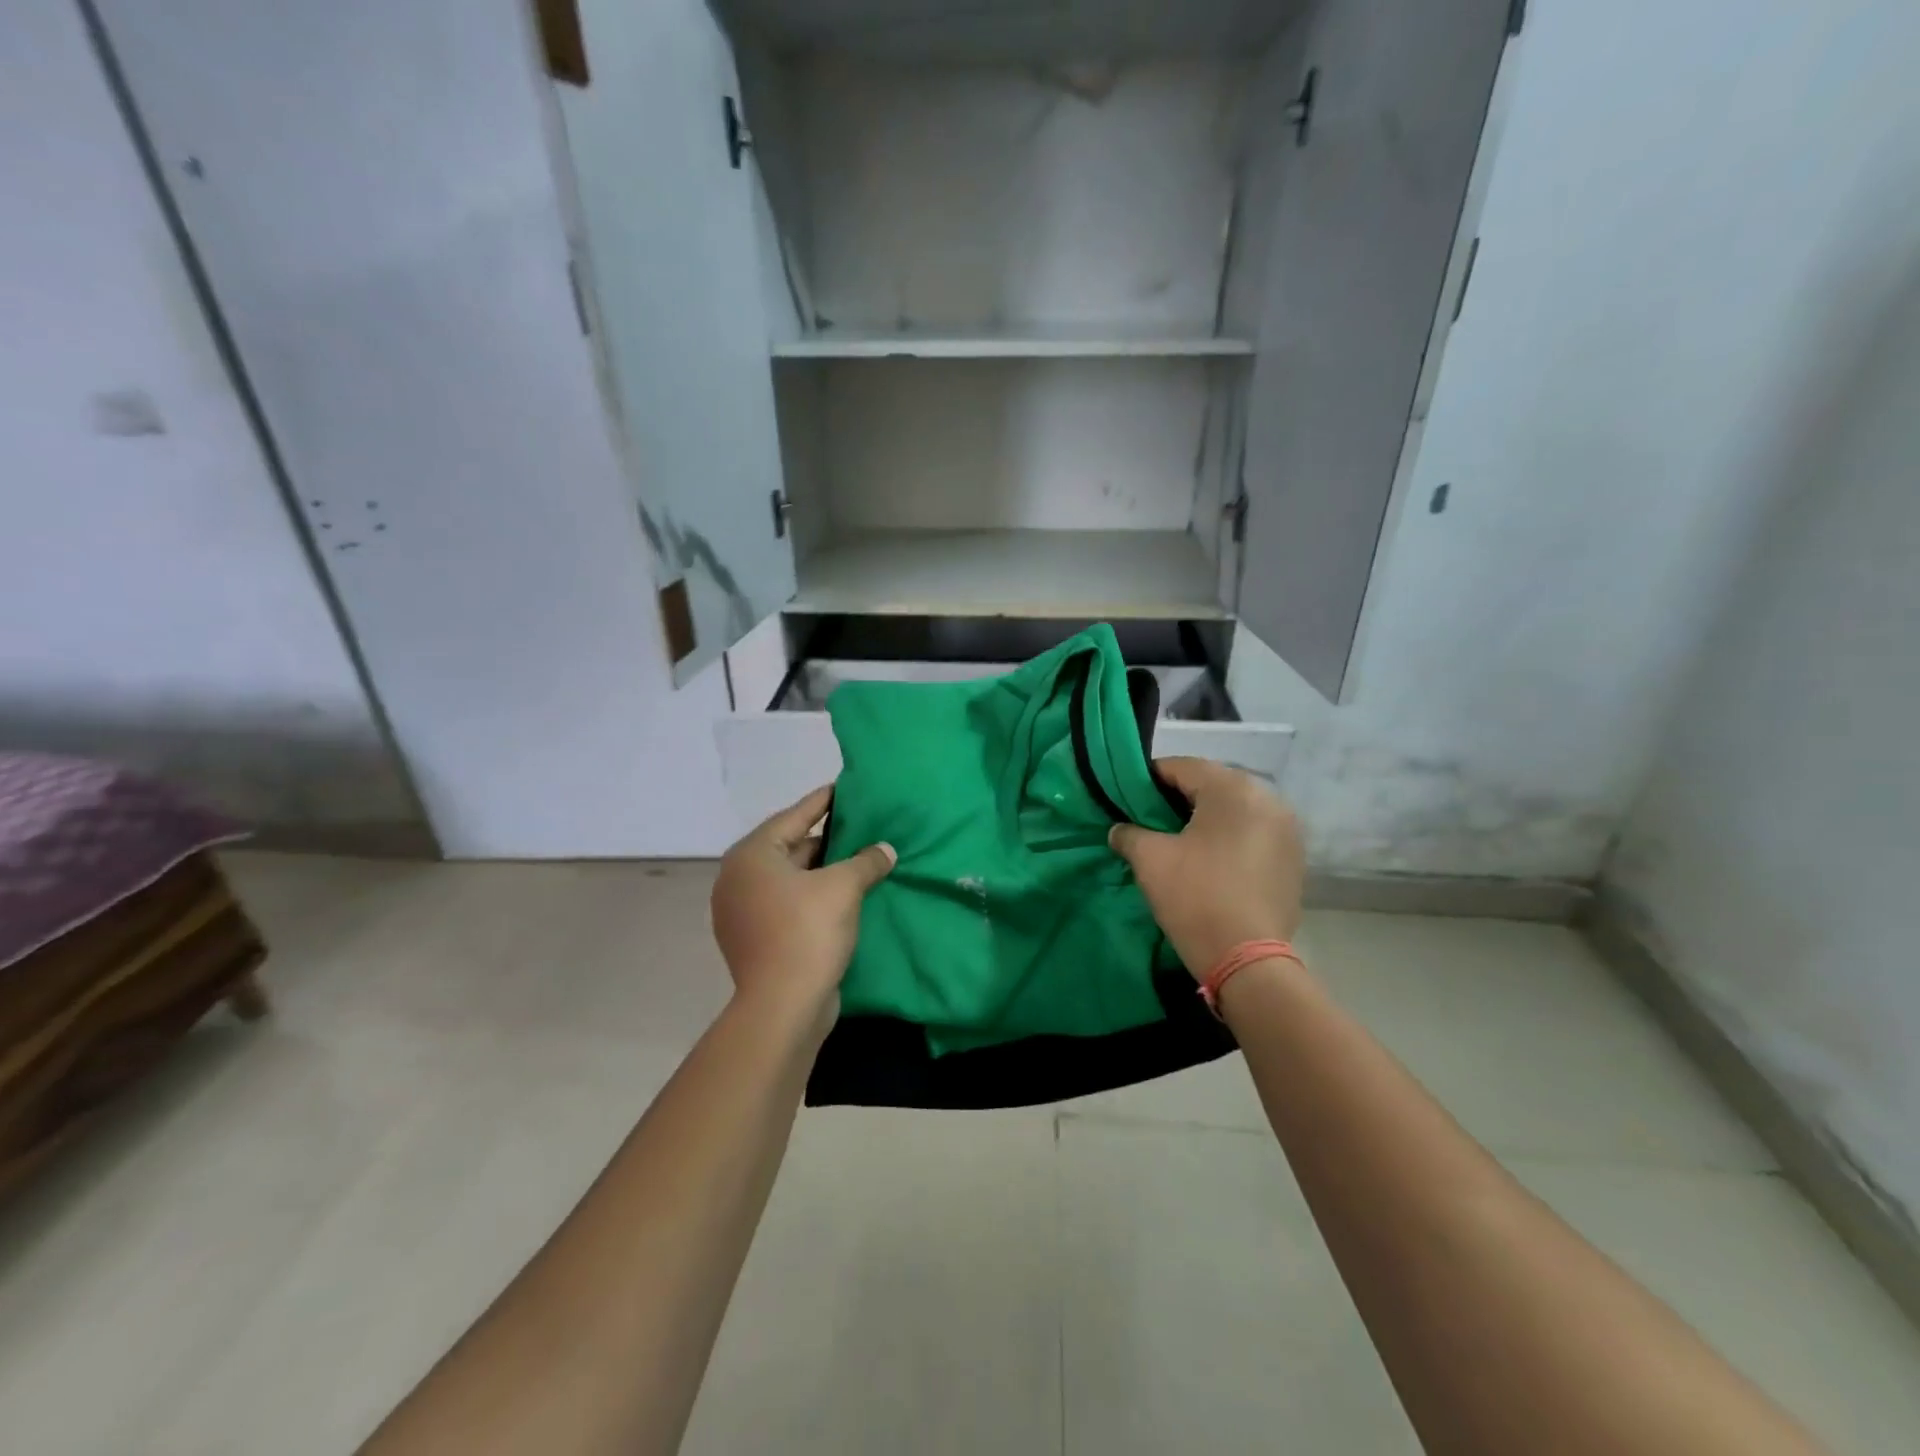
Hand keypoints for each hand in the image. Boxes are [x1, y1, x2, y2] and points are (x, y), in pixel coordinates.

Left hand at [711, 785, 895, 1027]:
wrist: (783, 1007)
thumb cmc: (807, 932)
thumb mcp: (844, 887)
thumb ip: (867, 860)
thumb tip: (885, 850)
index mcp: (752, 855)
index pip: (794, 816)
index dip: (823, 801)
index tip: (844, 787)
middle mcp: (738, 878)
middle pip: (790, 847)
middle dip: (827, 839)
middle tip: (861, 827)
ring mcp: (742, 911)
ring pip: (790, 878)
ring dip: (823, 871)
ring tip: (859, 859)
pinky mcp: (754, 938)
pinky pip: (788, 903)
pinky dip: (813, 896)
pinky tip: (844, 896)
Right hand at [1109, 757, 1304, 978]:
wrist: (1248, 960)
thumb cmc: (1195, 897)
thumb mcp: (1150, 860)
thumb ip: (1129, 833)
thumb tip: (1119, 829)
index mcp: (1233, 789)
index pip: (1183, 767)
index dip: (1150, 779)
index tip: (1128, 797)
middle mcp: (1268, 798)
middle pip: (1212, 785)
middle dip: (1180, 798)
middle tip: (1151, 820)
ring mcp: (1287, 829)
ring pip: (1236, 809)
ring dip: (1207, 818)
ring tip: (1180, 841)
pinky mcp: (1294, 858)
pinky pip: (1254, 833)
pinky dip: (1230, 837)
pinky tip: (1211, 861)